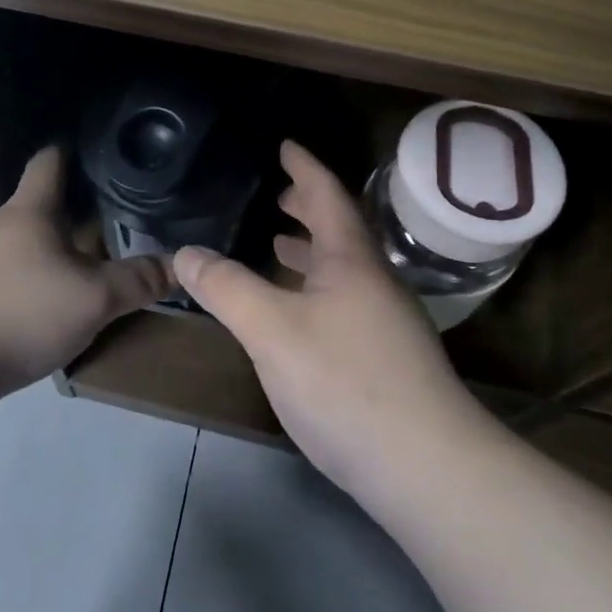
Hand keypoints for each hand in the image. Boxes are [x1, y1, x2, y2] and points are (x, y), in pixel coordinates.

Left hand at [0, 147, 171, 392]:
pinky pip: (7, 274)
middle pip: (40, 207)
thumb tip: (180, 265)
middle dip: (75, 214)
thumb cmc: (21, 313)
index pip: (50, 161)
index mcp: (29, 211)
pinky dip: (31, 281)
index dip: (73, 152)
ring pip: (24, 244)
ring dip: (53, 252)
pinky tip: (46, 306)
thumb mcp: (93, 300)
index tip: (101, 155)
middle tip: (115, 225)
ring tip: (86, 269)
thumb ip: (137, 281)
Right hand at [173, 141, 483, 495]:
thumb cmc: (344, 381)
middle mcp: (375, 282)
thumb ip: (226, 287)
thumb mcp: (270, 329)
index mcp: (351, 260)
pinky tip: (301, 316)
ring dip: (312, 252)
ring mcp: (388, 323)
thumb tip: (186, 252)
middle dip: (309, 208)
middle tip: (278, 197)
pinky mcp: (389, 361)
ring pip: (344, 270)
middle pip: (341, 231)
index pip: (328, 195)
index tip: (286, 145)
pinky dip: (317, 290)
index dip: (305, 167)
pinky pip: (346, 302)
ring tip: (280, 246)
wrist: (426, 466)